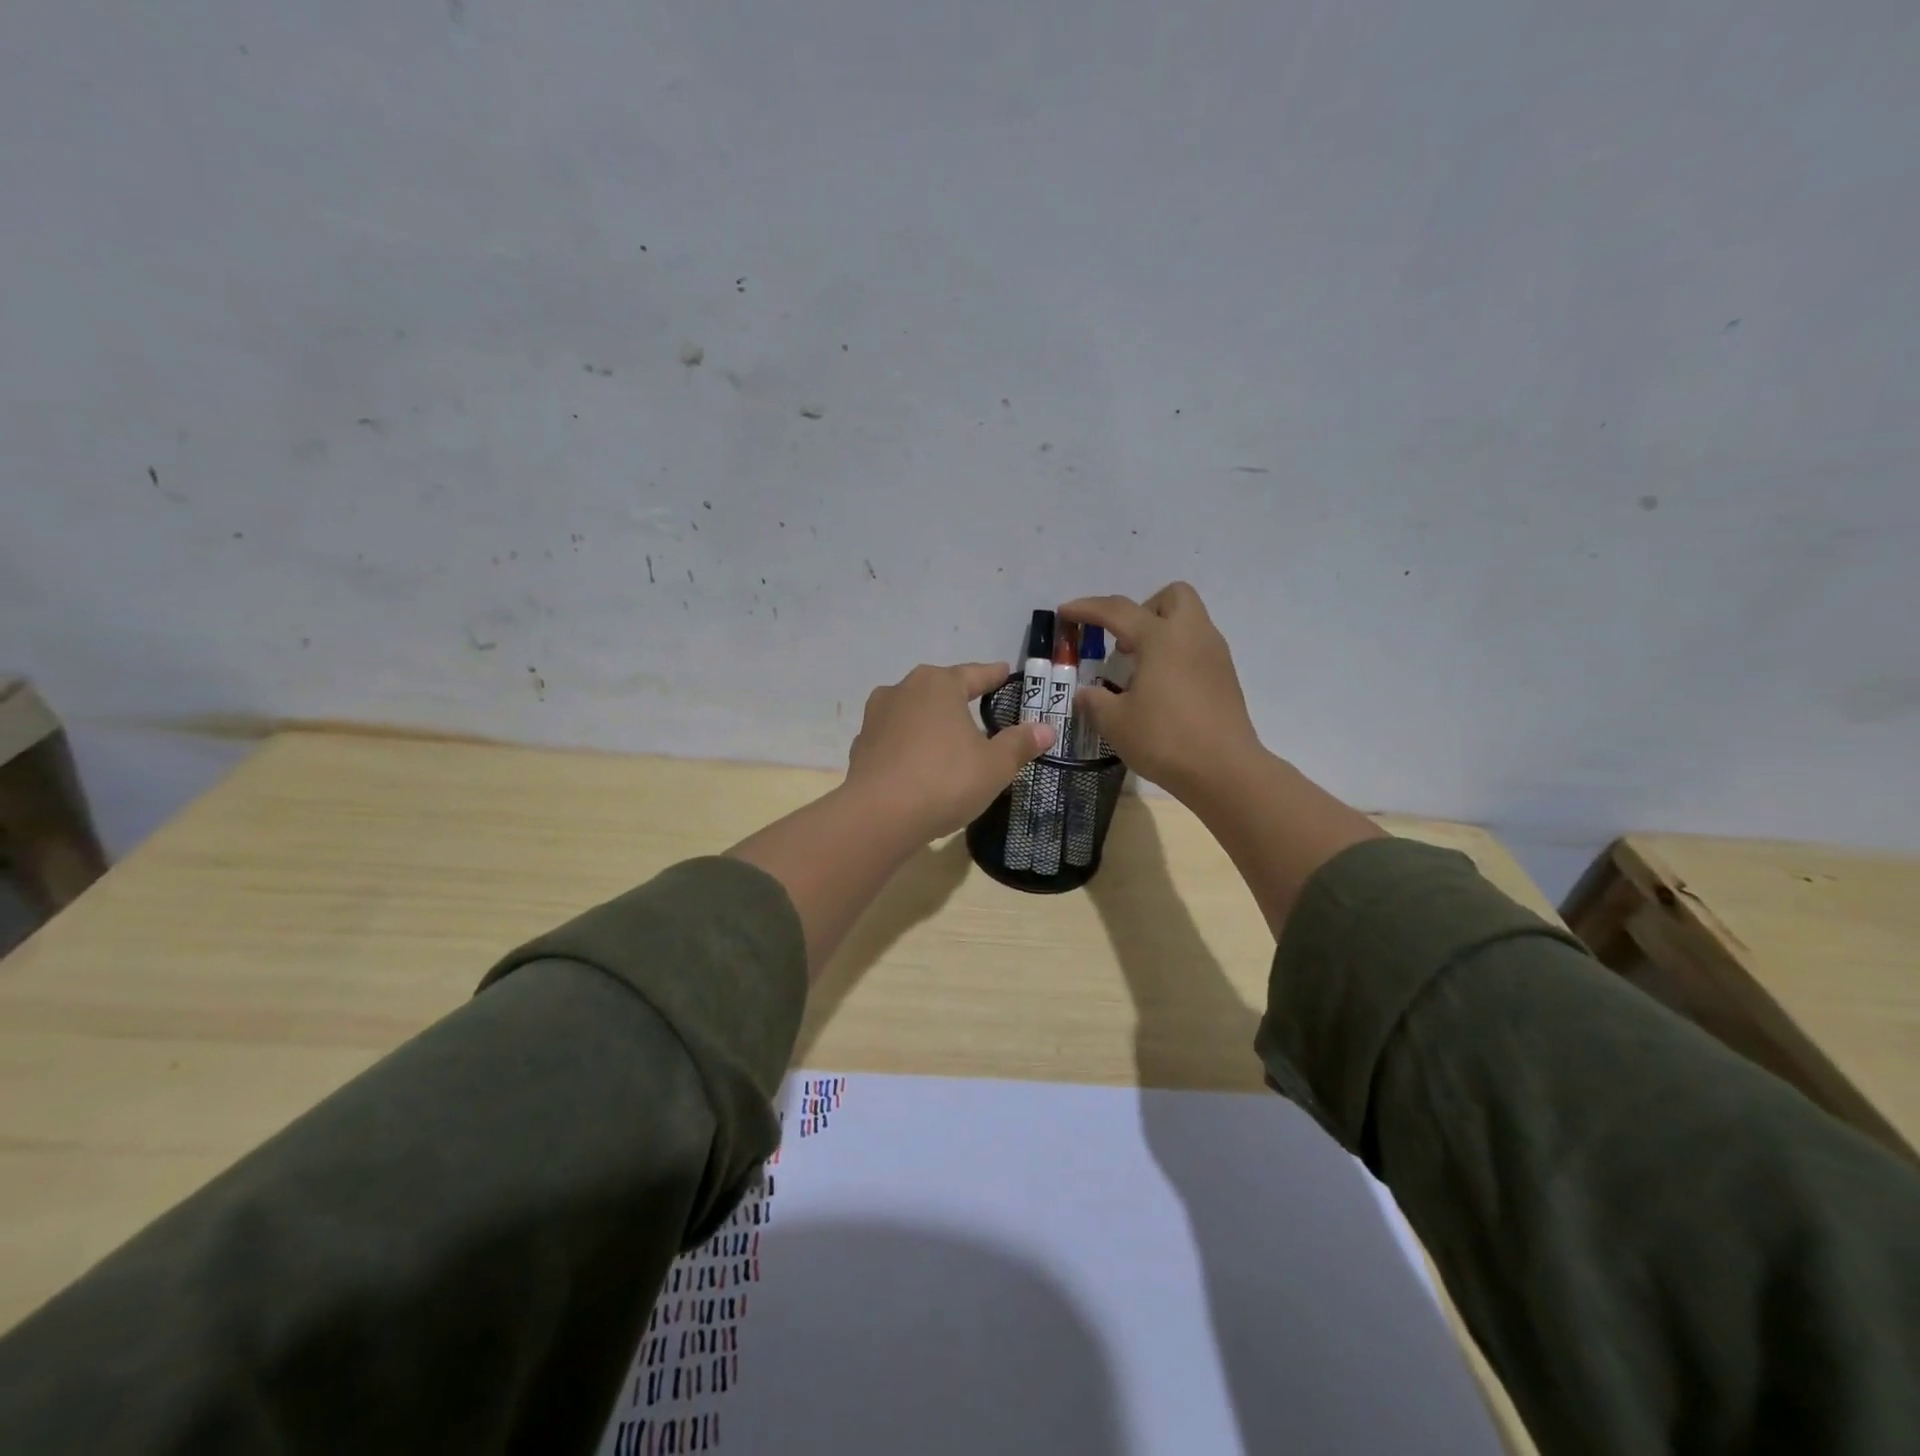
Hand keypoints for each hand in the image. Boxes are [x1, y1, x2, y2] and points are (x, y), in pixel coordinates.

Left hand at [845, 662, 1054, 841]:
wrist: (878, 816)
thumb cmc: (945, 780)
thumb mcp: (994, 765)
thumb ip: (1019, 744)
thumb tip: (1046, 729)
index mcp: (938, 684)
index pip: (974, 674)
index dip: (993, 676)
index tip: (1004, 672)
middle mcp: (903, 690)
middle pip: (939, 689)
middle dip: (959, 697)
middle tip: (980, 705)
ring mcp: (876, 717)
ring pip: (913, 713)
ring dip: (931, 722)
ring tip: (949, 737)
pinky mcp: (860, 747)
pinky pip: (895, 739)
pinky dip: (910, 746)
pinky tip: (920, 764)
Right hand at [1059, 583, 1261, 800]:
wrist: (1225, 771)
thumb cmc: (1165, 740)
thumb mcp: (1115, 723)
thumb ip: (1094, 701)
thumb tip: (1085, 693)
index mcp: (1161, 638)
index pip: (1117, 611)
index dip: (1087, 609)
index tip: (1065, 612)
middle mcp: (1192, 635)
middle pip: (1173, 596)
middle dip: (1143, 609)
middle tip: (1123, 642)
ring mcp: (1215, 655)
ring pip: (1188, 621)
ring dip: (1161, 633)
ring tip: (1138, 670)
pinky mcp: (1226, 677)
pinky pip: (1197, 648)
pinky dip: (1176, 655)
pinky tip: (1161, 690)